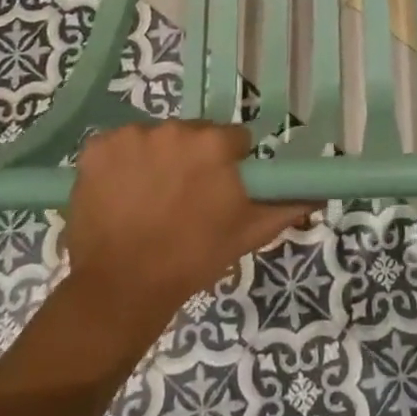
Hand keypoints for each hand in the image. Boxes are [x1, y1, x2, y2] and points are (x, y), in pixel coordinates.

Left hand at [61, 122, 316, 350]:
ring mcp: (131, 136)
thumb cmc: (193, 258)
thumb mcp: (249, 233)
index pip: (232, 139)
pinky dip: (119, 164)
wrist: (122, 287)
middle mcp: (175, 128)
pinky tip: (120, 194)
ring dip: (156, 159)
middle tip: (183, 199)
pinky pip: (117, 146)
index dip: (228, 165)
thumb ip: (288, 205)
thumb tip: (320, 192)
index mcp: (215, 144)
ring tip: (148, 200)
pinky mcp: (96, 148)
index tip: (218, 191)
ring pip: (155, 139)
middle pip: (192, 134)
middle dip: (191, 159)